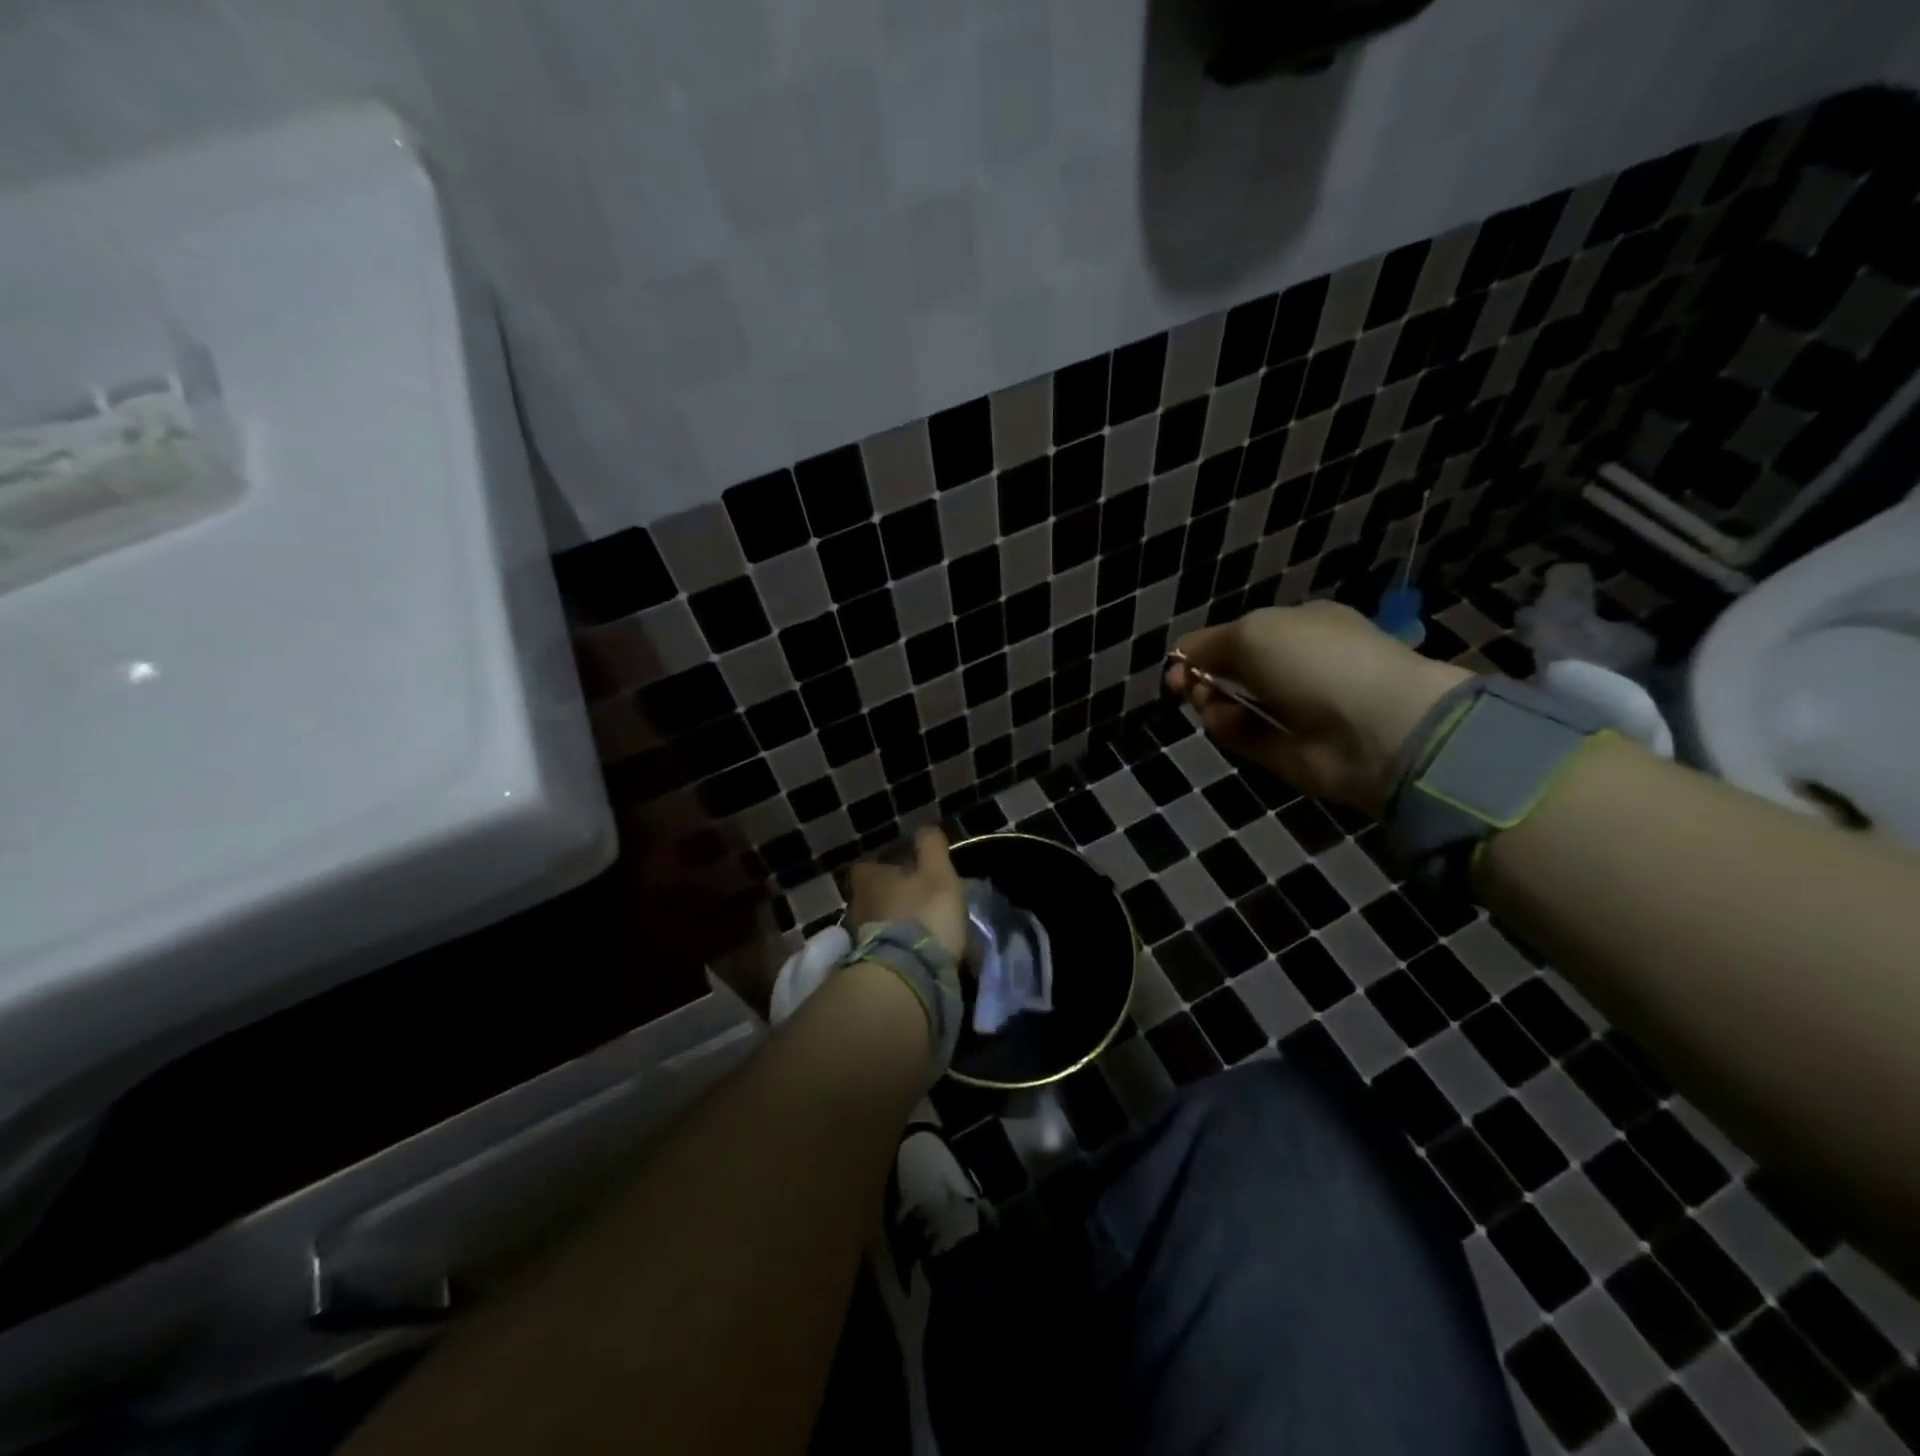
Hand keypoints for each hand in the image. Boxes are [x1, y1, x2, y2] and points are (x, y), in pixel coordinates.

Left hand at [845, 827, 968, 960]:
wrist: (907, 979)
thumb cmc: (924, 916)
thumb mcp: (938, 873)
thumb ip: (931, 846)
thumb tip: (924, 828)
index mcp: (868, 879)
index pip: (868, 865)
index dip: (888, 866)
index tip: (909, 870)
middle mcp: (856, 906)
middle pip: (873, 895)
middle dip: (894, 897)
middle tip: (920, 900)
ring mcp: (857, 939)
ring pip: (879, 922)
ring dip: (897, 924)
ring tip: (924, 930)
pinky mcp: (867, 967)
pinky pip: (885, 948)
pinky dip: (899, 947)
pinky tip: (919, 952)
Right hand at [1166, 602, 1471, 814]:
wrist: (1373, 728)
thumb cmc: (1314, 661)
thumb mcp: (1253, 632)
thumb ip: (1209, 644)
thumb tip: (1181, 657)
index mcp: (1298, 627)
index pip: (1240, 635)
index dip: (1205, 648)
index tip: (1179, 661)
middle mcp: (1295, 666)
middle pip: (1230, 671)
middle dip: (1202, 676)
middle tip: (1187, 685)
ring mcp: (1290, 710)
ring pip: (1229, 705)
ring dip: (1210, 702)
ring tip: (1208, 704)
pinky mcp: (1282, 750)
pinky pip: (1241, 735)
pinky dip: (1227, 729)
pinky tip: (1227, 723)